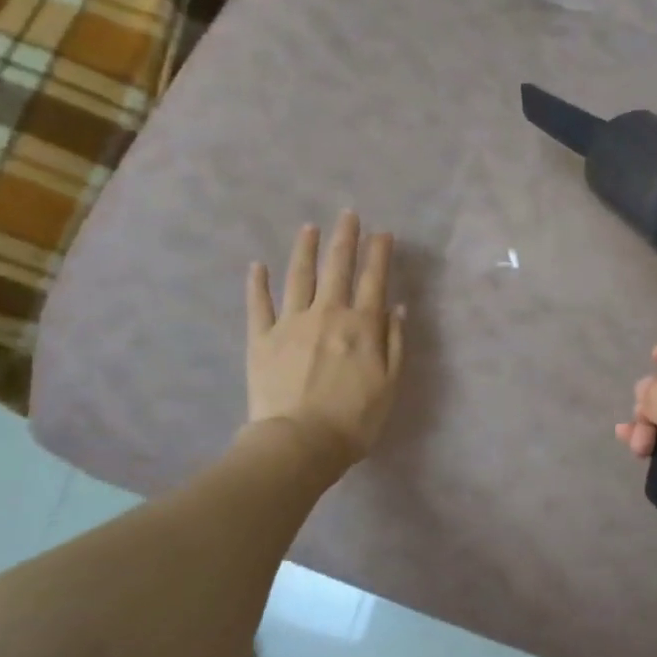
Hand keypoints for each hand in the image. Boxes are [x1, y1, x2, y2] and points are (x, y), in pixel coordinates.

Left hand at [247, 212, 405, 463]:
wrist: (300, 441)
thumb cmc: (354, 419)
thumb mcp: (390, 384)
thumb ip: (395, 344)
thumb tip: (398, 308)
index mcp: (362, 326)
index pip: (373, 280)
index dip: (379, 254)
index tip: (383, 233)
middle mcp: (327, 314)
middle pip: (337, 268)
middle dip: (345, 238)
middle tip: (348, 215)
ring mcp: (291, 323)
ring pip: (299, 276)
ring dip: (305, 249)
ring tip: (309, 228)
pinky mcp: (261, 338)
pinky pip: (259, 304)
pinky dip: (258, 283)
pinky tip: (258, 266)